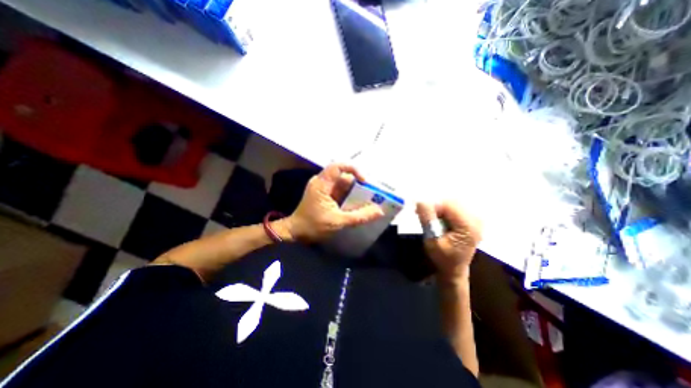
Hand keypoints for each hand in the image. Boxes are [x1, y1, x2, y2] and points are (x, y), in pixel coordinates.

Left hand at [284, 163, 386, 241]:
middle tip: (370, 193)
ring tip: (366, 199)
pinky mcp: (323, 193)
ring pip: (341, 182)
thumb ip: (360, 216)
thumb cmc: (313, 226)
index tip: (364, 182)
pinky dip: (348, 195)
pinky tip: (355, 203)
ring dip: (353, 190)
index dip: (353, 169)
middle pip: (342, 175)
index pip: (338, 166)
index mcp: (322, 184)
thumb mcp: (339, 222)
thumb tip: (379, 211)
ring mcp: (322, 187)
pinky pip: (338, 189)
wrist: (295, 232)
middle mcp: (321, 181)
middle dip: (357, 183)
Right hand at [415, 202, 481, 282]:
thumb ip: (427, 220)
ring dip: (438, 208)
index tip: (419, 211)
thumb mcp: (432, 240)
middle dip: (435, 206)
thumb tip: (420, 202)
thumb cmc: (443, 258)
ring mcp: (474, 219)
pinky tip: (437, 219)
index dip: (432, 205)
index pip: (449, 205)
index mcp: (468, 226)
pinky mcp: (470, 220)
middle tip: (421, 214)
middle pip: (451, 202)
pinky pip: (454, 208)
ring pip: (451, 203)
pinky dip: (443, 211)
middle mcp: (475, 220)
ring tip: (429, 218)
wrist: (454, 269)